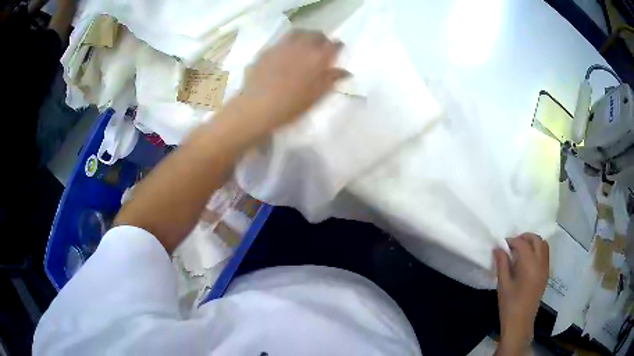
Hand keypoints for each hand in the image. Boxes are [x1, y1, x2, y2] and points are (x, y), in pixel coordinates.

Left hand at [239, 30, 348, 131]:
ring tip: (303, 46)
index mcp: (319, 57)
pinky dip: (287, 44)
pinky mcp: (267, 50)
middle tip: (320, 49)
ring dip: (304, 37)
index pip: (334, 45)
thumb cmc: (292, 104)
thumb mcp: (317, 95)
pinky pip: (281, 41)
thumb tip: (345, 72)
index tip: (336, 52)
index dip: (337, 47)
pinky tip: (284, 54)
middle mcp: (302, 46)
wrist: (258, 106)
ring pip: (298, 33)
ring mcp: (283, 46)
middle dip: (321, 40)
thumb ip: (331, 79)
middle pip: (316, 35)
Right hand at [494, 233, 548, 354]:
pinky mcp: (546, 273)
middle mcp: (540, 262)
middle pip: (536, 239)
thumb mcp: (503, 284)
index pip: (522, 243)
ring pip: (543, 245)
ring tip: (521, 250)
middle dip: (524, 237)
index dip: (512, 241)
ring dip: (533, 242)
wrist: (520, 322)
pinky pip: (545, 254)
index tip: (502, 244)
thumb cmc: (509, 305)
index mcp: (529, 265)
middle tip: (512, 244)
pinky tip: (528, 260)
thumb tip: (498, 248)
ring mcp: (545, 268)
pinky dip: (538, 250)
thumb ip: (502, 264)